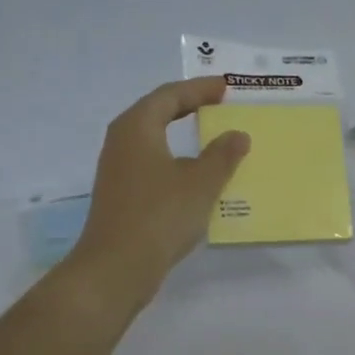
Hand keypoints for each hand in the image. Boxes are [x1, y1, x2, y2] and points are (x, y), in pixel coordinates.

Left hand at [67, 77, 250, 309]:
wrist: (116, 267)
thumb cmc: (159, 216)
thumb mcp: (200, 183)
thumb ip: (222, 156)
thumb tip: (237, 135)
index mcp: (137, 127)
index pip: (169, 95)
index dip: (199, 89)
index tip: (224, 87)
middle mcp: (121, 142)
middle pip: (156, 113)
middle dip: (188, 107)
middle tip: (217, 104)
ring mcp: (118, 171)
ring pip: (154, 142)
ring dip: (182, 138)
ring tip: (211, 140)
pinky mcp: (121, 197)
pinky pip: (152, 166)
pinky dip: (175, 163)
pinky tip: (194, 178)